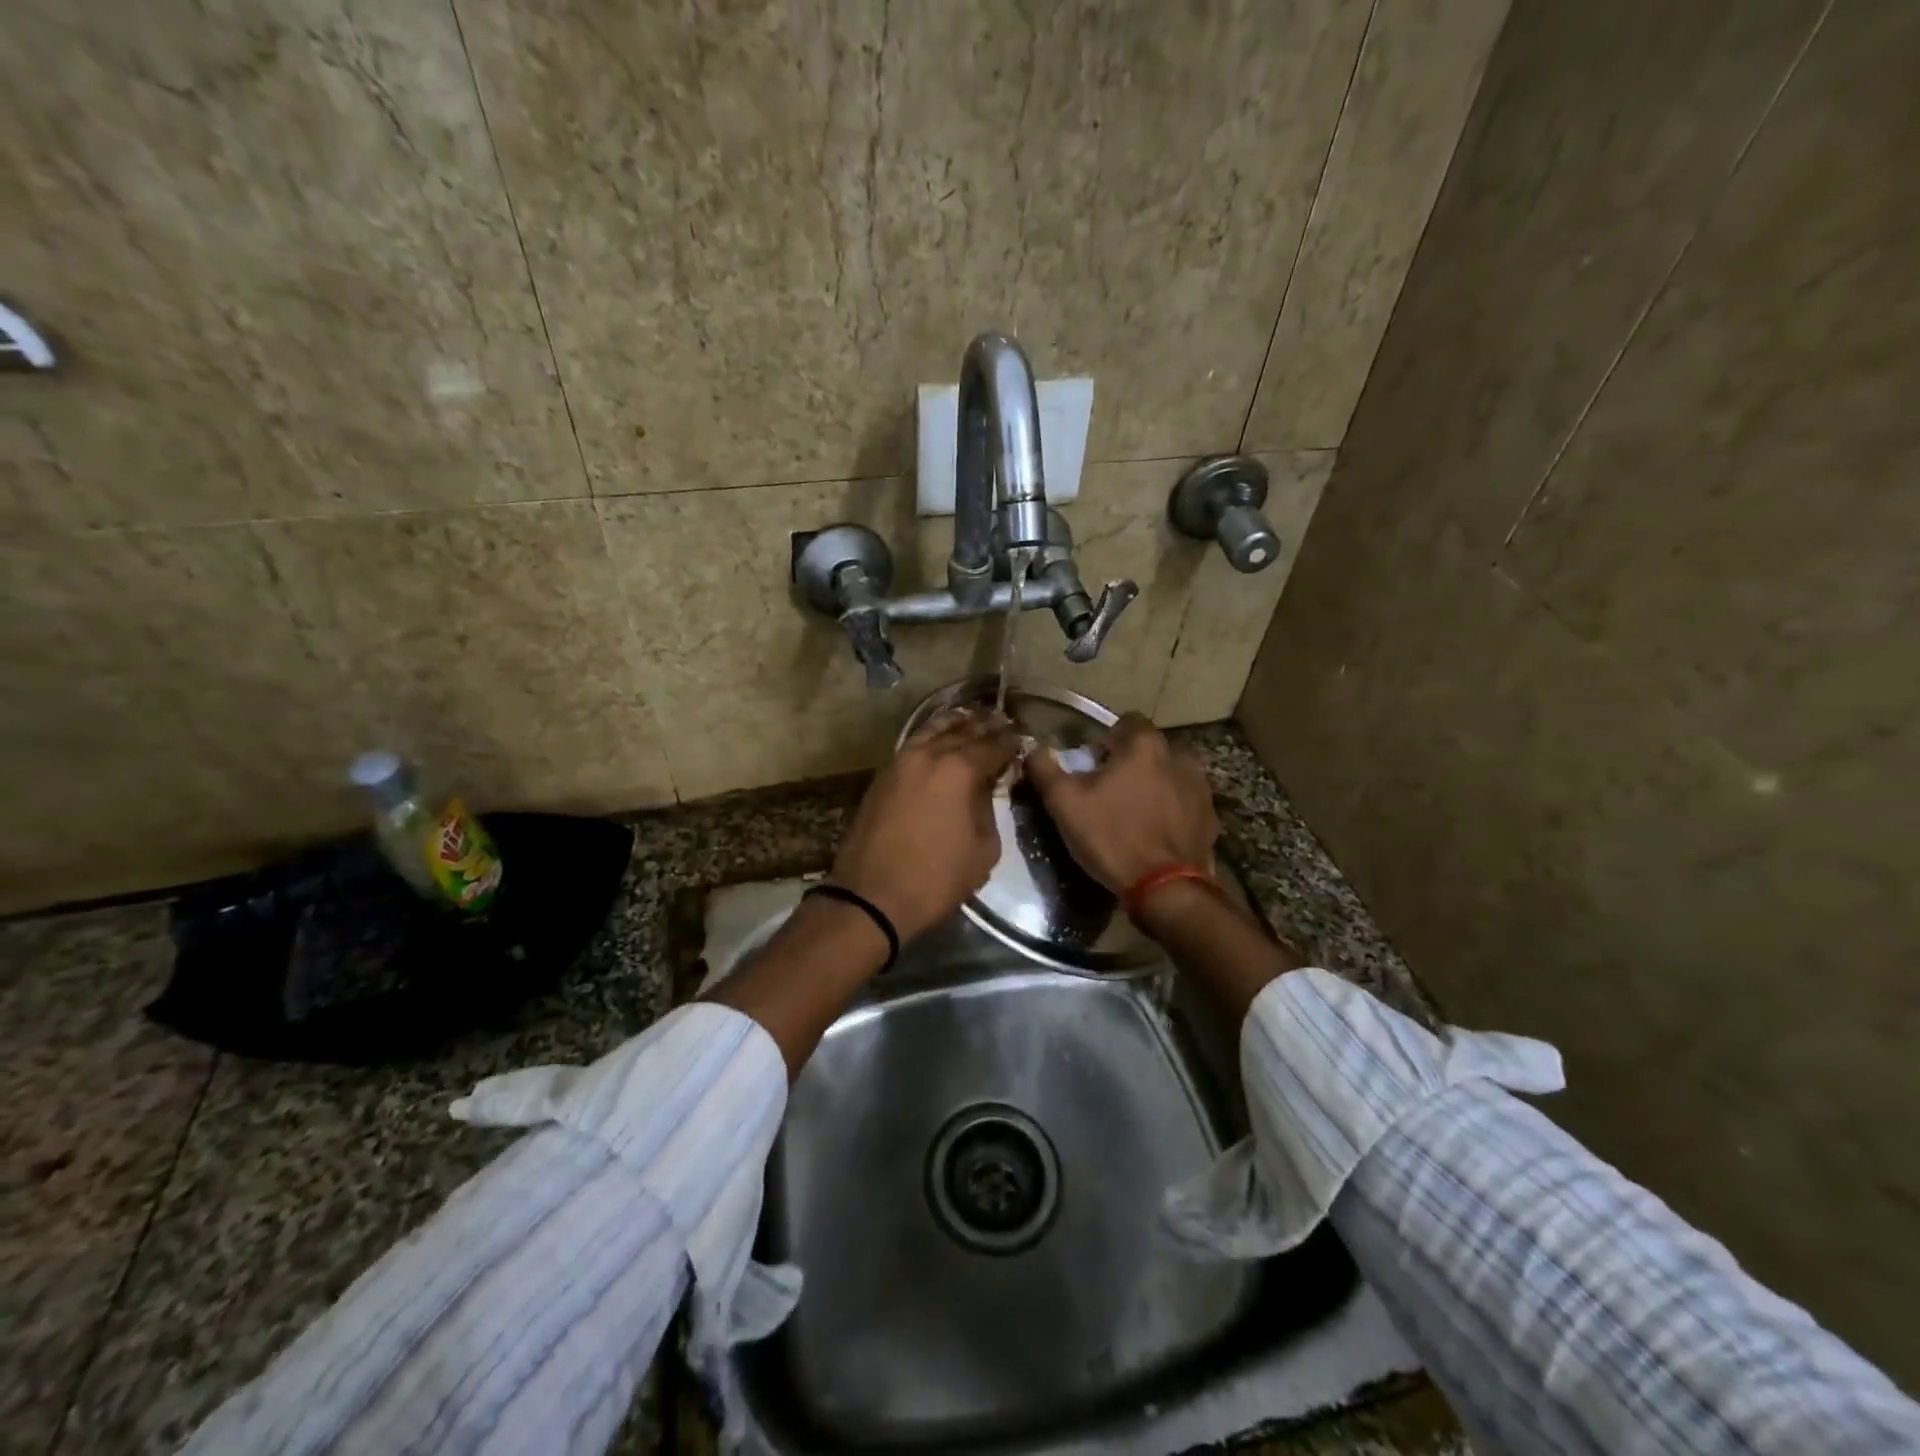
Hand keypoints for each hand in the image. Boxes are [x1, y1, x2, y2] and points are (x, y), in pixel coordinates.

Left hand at [830, 711, 1018, 943]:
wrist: (871, 897)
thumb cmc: (935, 879)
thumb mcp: (983, 850)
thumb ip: (989, 810)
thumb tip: (985, 789)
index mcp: (958, 770)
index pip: (993, 746)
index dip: (1011, 742)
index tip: (1023, 738)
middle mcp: (928, 755)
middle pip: (963, 731)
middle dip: (986, 726)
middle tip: (1003, 721)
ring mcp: (900, 762)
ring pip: (932, 731)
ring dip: (955, 724)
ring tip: (971, 718)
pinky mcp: (882, 776)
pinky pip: (913, 745)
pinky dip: (930, 736)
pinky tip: (939, 739)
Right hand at [1023, 713, 1218, 892]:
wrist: (1166, 888)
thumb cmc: (1112, 837)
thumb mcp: (1064, 803)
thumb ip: (1044, 768)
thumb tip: (1034, 749)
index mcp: (1145, 746)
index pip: (1128, 721)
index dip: (1109, 739)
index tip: (1094, 764)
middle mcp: (1180, 757)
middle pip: (1152, 748)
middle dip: (1134, 761)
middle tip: (1112, 790)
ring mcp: (1200, 788)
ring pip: (1172, 774)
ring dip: (1156, 783)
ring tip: (1136, 811)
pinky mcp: (1210, 817)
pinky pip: (1186, 802)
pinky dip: (1173, 810)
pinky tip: (1156, 832)